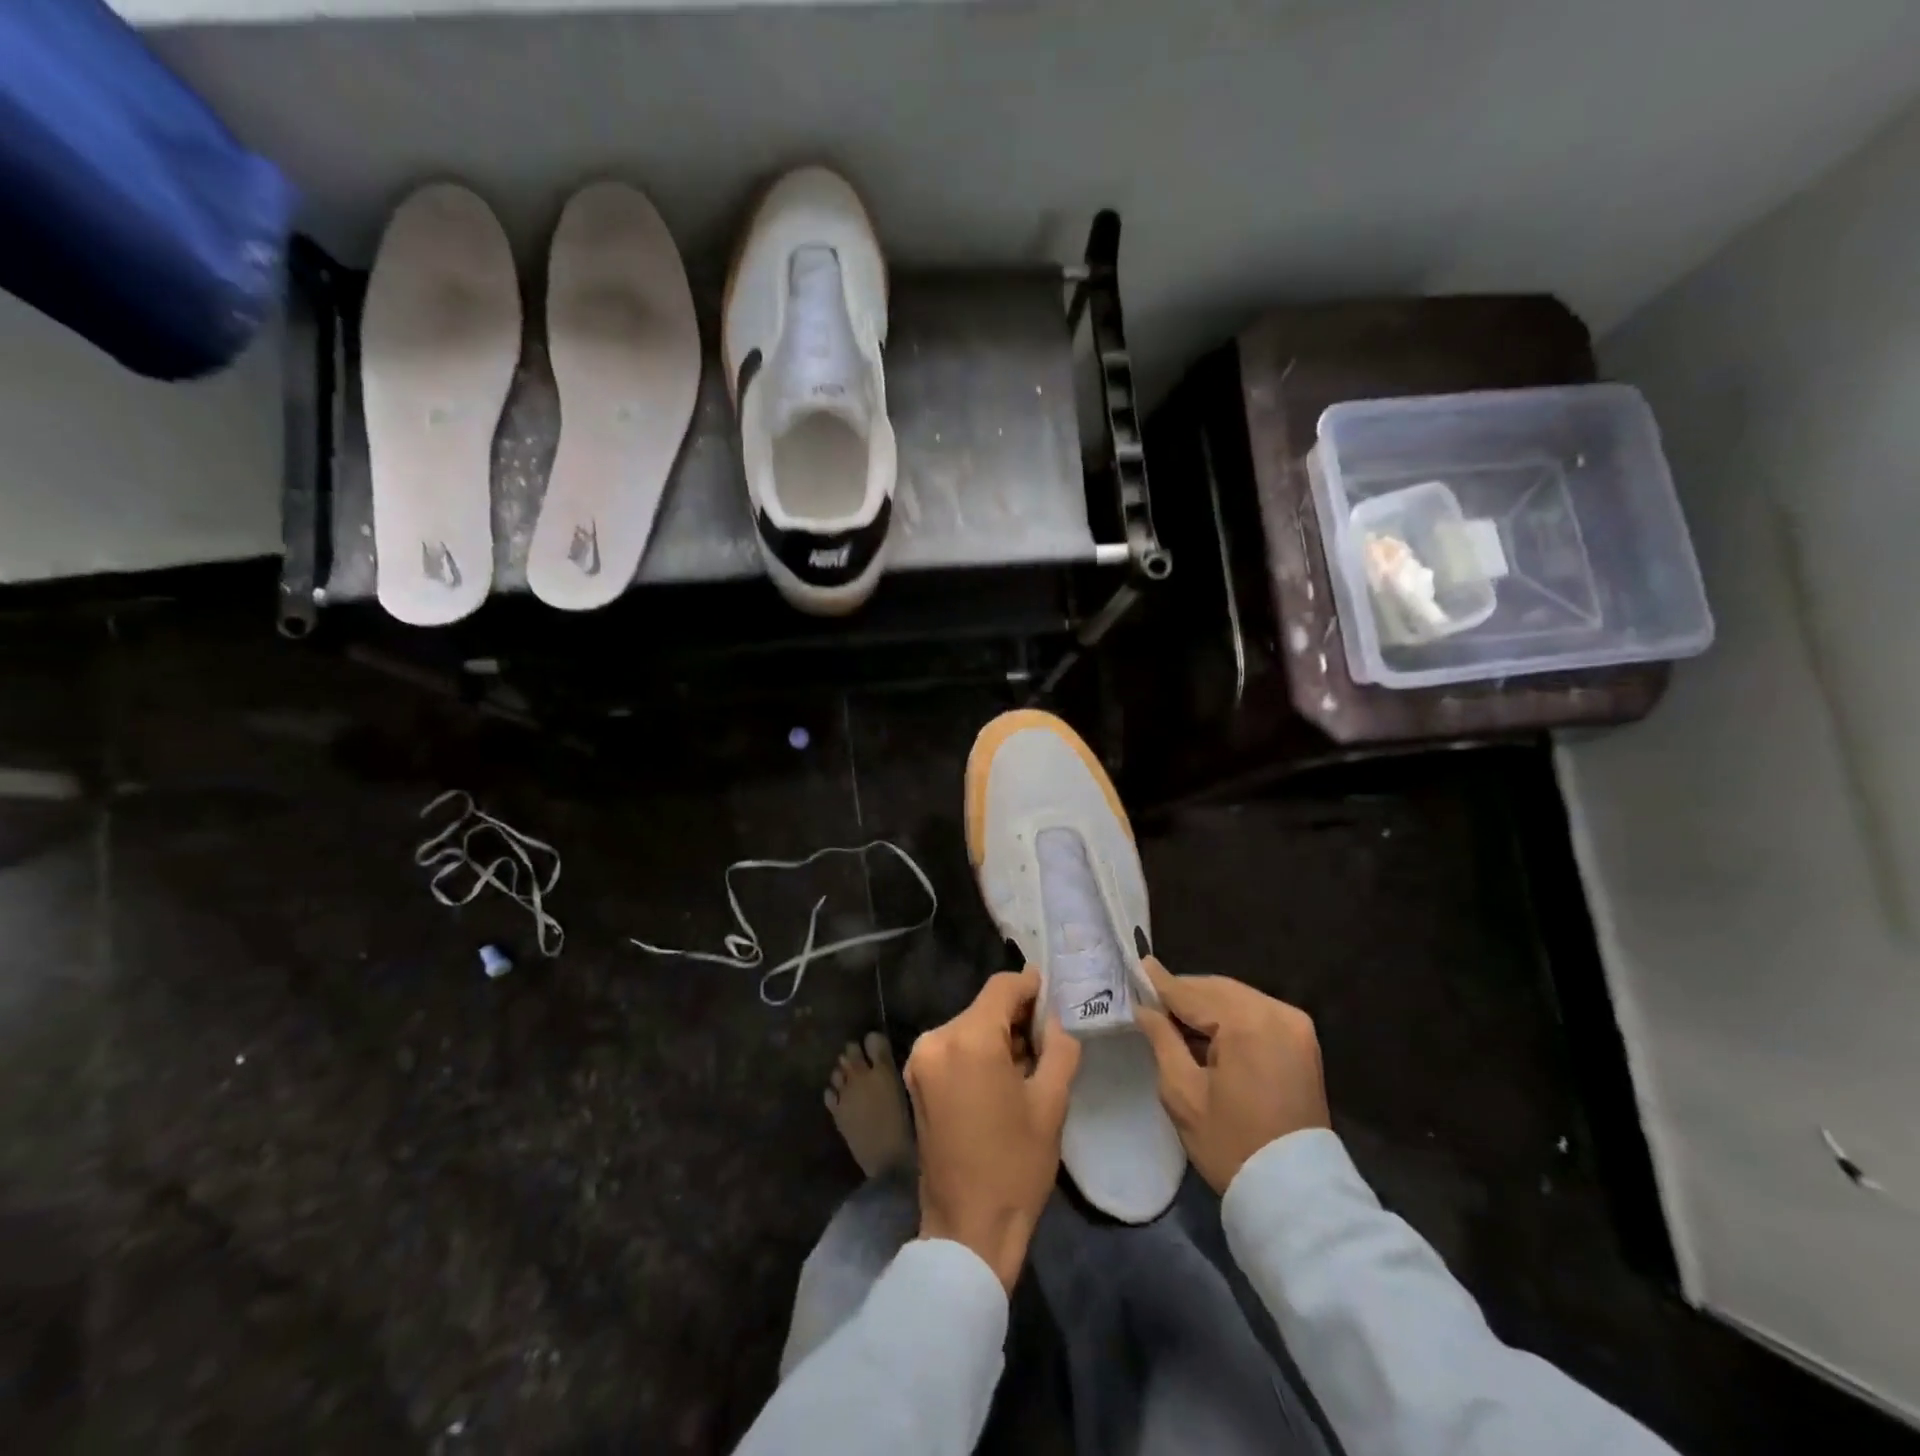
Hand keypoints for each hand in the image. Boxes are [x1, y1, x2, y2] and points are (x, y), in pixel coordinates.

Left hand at [904, 968, 1080, 1289]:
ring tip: (1030, 1062)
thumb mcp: (1051, 1103)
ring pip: (969, 1027)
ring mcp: (920, 1060)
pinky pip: (954, 1048)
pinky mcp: (916, 1080)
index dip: (1032, 986)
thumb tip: (1056, 1018)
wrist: (967, 1229)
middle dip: (1017, 1016)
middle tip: (1050, 1036)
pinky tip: (1001, 1077)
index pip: (1003, 987)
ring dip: (998, 1035)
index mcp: (969, 1039)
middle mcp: (936, 1039)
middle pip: (984, 1007)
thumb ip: (1059, 1047)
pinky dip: (978, 1051)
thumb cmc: (1015, 1165)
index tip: (1055, 997)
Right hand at [1135, 958, 1328, 1192]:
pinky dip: (1229, 1016)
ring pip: (1236, 997)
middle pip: (1217, 989)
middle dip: (1184, 993)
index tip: (1138, 966)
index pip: (1192, 993)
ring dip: (1206, 1004)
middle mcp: (1276, 1012)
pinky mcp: (1303, 1041)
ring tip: (1175, 1018)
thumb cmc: (1232, 1144)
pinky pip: (1256, 1012)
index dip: (1161, 983)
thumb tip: (1145, 1008)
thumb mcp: (1183, 1093)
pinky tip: (1207, 1032)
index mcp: (1247, 1023)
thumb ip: (1162, 1040)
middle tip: (1151, 1000)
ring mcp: (1295, 1025)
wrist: (1297, 1193)